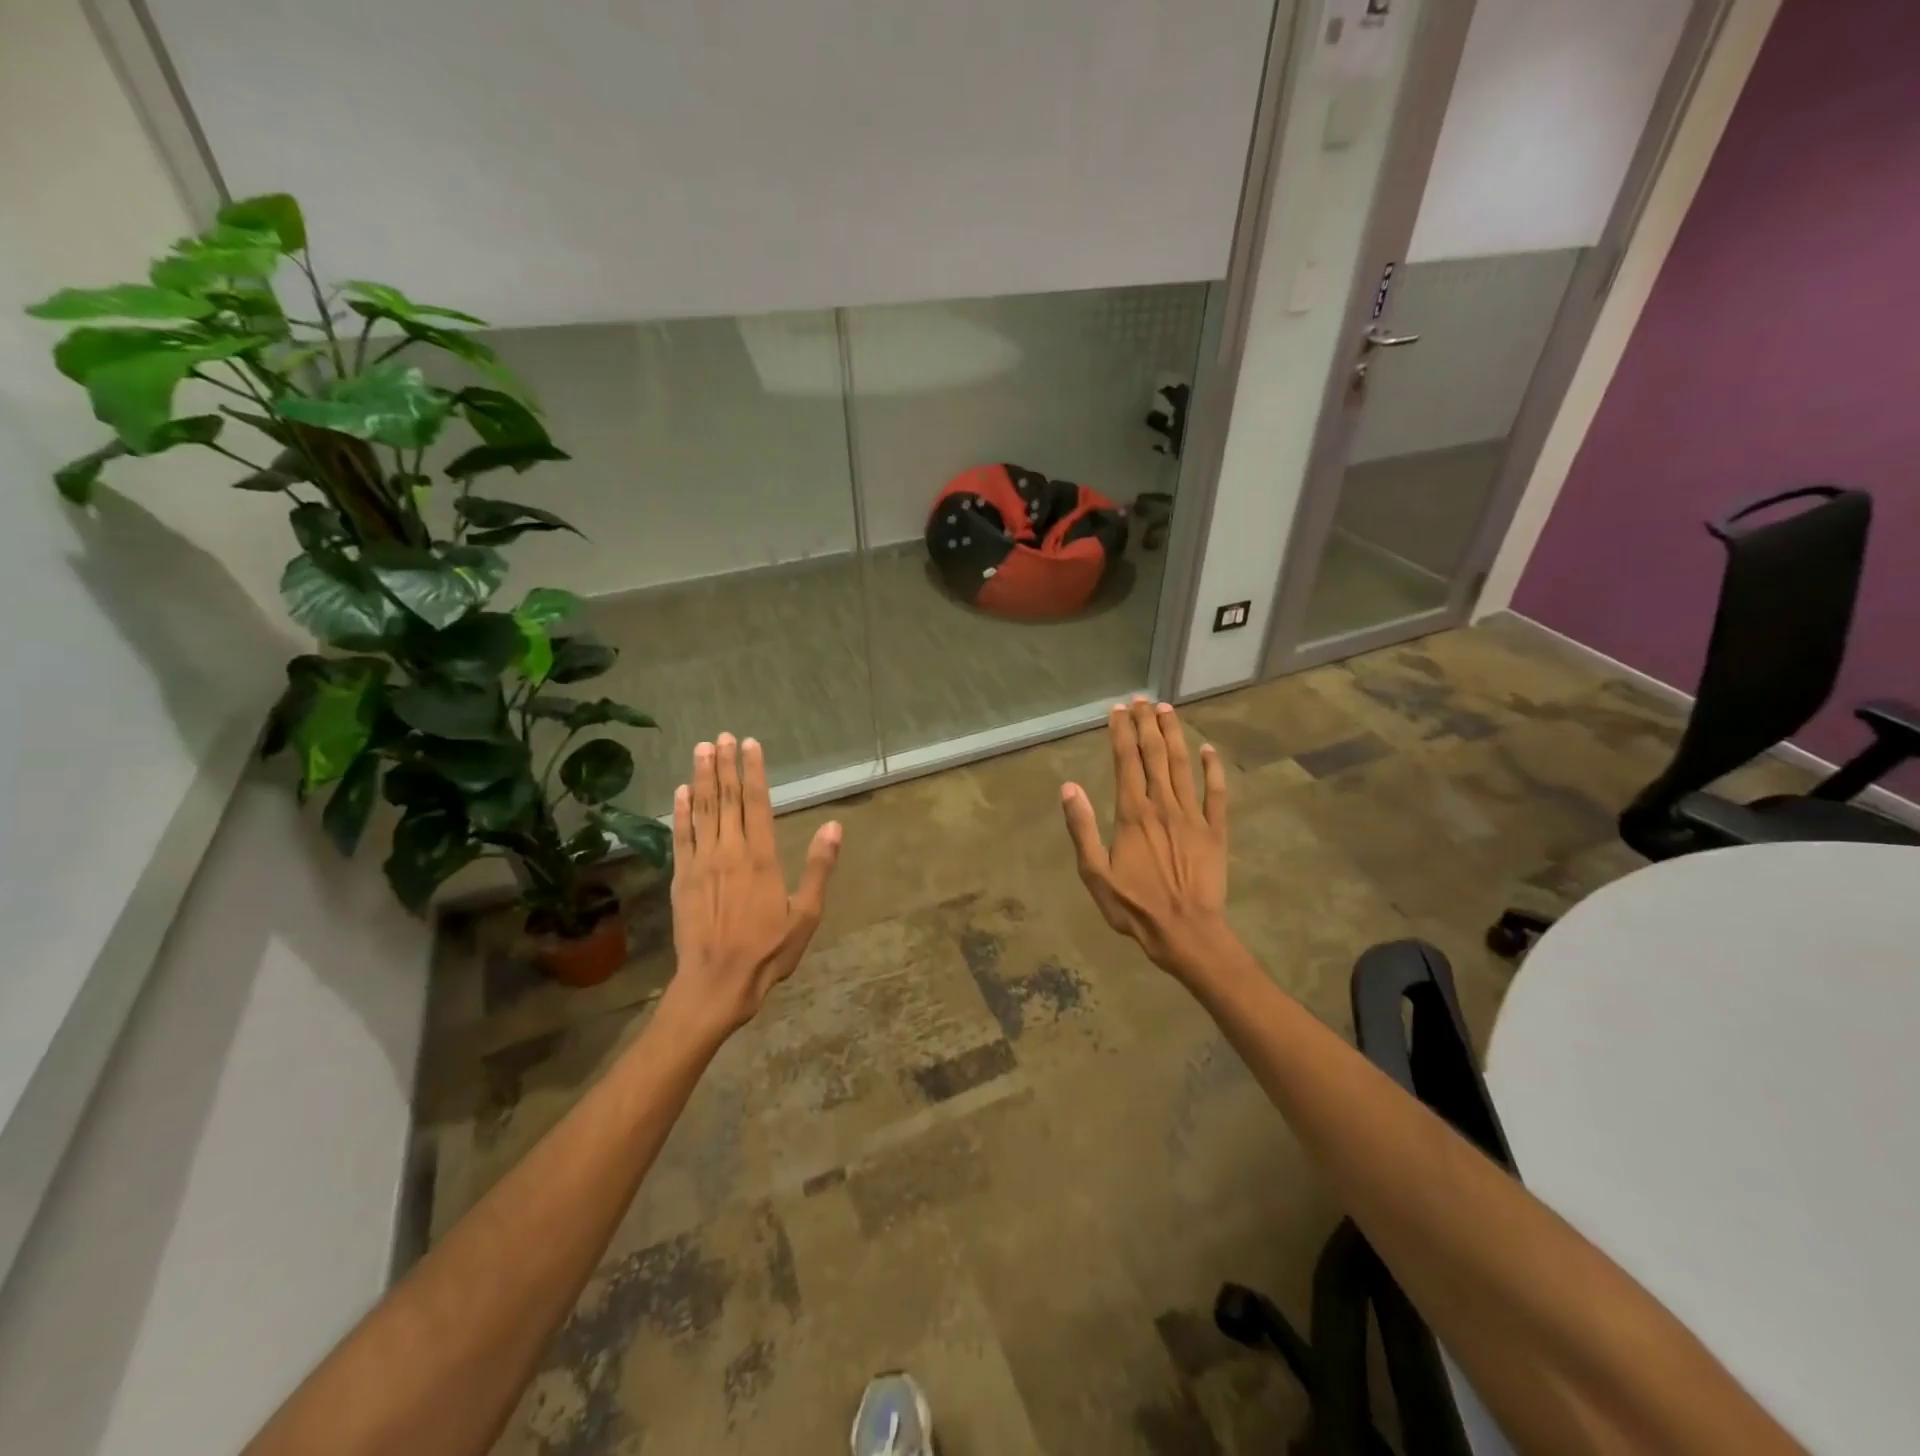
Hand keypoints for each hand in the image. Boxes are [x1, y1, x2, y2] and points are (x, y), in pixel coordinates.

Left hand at [662, 733, 841, 1041]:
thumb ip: (819, 867)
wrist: (717, 982)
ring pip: (701, 811)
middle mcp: (729, 851)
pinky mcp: (681, 878)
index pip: (756, 803)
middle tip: (722, 736)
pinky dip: (680, 812)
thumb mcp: (806, 914)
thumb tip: (835, 826)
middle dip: (724, 765)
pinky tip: (680, 792)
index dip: (753, 771)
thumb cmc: (769, 950)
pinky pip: (680, 836)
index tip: (750, 744)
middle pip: (725, 799)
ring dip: (701, 778)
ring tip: (702, 749)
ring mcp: (701, 863)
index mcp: (762, 857)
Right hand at [1061, 697, 1230, 976]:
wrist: (1186, 933)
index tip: (1117, 710)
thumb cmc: (1134, 906)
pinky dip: (1213, 769)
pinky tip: (1209, 749)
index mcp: (1132, 814)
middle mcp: (1163, 805)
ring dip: (1174, 735)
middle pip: (1154, 755)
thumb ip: (1082, 828)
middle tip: (1141, 699)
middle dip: (1146, 724)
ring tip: (1167, 709)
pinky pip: (1216, 793)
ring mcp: (1193, 816)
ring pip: (1182, 765)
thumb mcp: (1095, 873)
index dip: (1121, 733)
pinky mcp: (1215, 831)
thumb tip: (1069, 787)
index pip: (1125, 762)